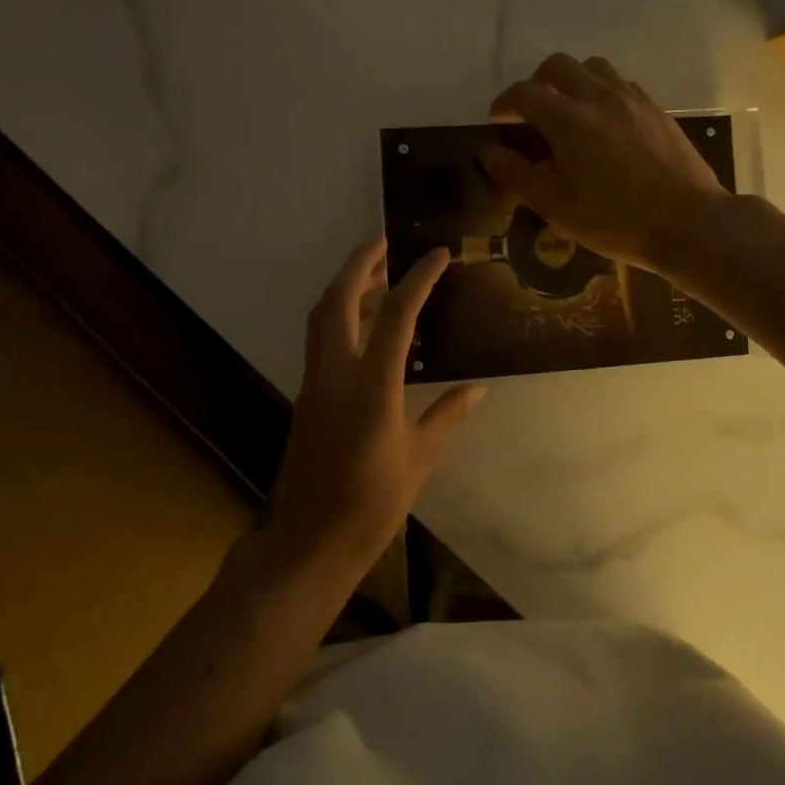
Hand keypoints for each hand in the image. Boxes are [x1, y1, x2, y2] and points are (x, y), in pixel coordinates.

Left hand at [267, 237, 484, 575]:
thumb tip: (478, 388)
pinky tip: (364, 322)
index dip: (418, 279)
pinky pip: (320, 339)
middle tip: (385, 241)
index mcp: (372, 388)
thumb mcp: (419, 460)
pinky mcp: (306, 396)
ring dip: (346, 285)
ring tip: (377, 272)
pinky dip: (340, 315)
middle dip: (360, 263)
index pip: (397, 316)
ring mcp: (314, 383)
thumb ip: (447, 416)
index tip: (439, 254)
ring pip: (322, 316)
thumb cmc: (370, 506)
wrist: (307, 543)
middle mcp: (336, 374)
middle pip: (339, 300)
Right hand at [482, 53, 728, 271]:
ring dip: (573, 81)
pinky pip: (622, 84)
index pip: (524, 93)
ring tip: (570, 111)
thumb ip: (519, 175)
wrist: (690, 224)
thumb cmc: (616, 222)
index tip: (498, 121)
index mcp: (569, 121)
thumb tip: (489, 152)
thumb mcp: (558, 207)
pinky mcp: (657, 110)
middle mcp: (599, 98)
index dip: (504, 103)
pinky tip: (606, 122)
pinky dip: (604, 92)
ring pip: (594, 67)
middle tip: (533, 111)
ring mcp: (632, 100)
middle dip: (537, 81)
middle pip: (558, 65)